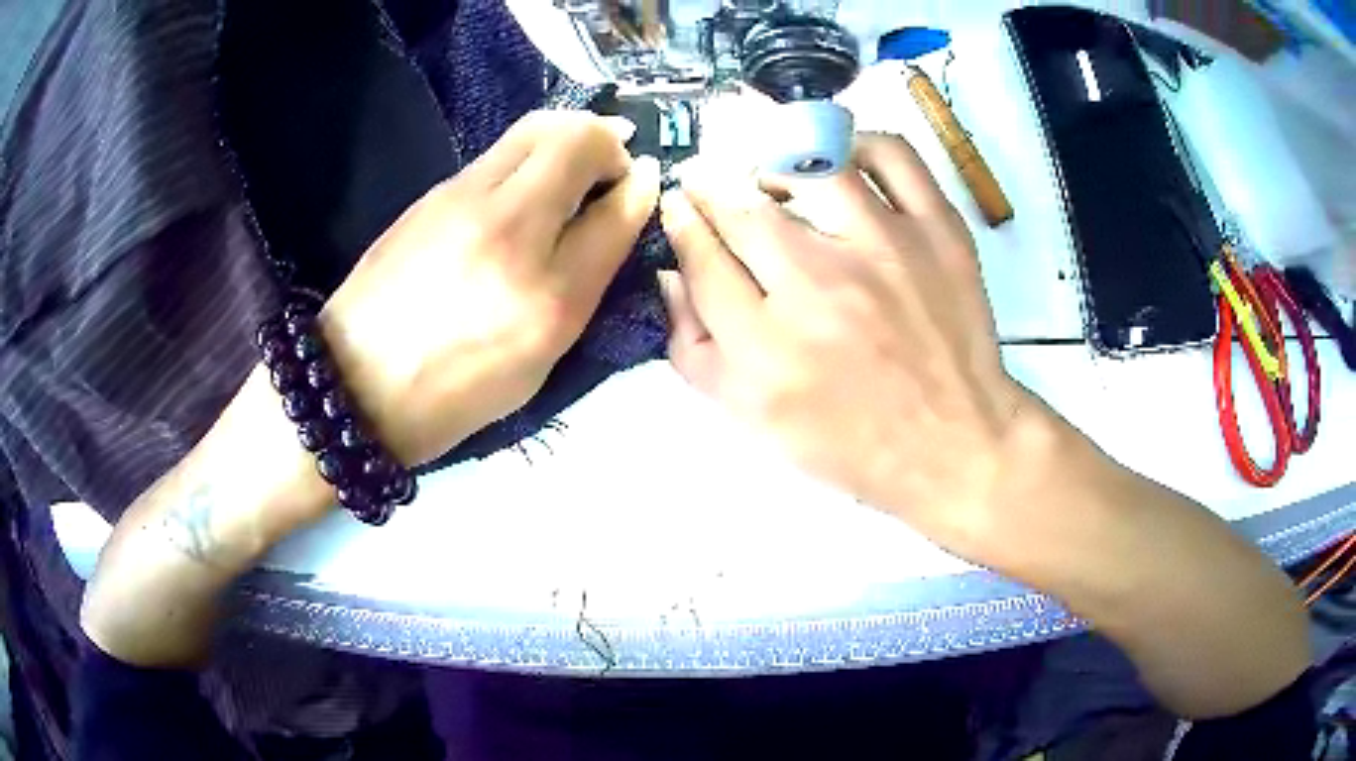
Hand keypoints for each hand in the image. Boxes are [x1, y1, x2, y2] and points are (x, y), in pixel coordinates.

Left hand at [322, 111, 660, 465]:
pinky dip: (529, 153)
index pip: (616, 210)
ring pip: (535, 129)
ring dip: (568, 137)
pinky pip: (498, 152)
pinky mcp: (433, 193)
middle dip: (608, 140)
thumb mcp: (539, 356)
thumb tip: (617, 214)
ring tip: (571, 169)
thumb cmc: (456, 390)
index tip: (646, 181)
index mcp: (547, 297)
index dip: (641, 187)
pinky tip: (524, 187)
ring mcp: (463, 201)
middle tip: (609, 168)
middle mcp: (509, 231)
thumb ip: (585, 283)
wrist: (356, 383)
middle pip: (575, 138)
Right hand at [659, 133, 1043, 549]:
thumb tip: (670, 274)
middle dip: (711, 187)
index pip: (700, 257)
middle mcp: (819, 287)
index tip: (679, 206)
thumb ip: (693, 349)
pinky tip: (843, 164)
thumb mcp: (752, 421)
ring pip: (806, 168)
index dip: (681, 222)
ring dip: (773, 165)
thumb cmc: (850, 443)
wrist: (953, 445)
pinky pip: (892, 156)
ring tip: (772, 179)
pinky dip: (859, 145)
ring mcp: (885, 249)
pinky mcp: (938, 232)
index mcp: (764, 348)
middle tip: (710, 185)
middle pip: (741, 208)